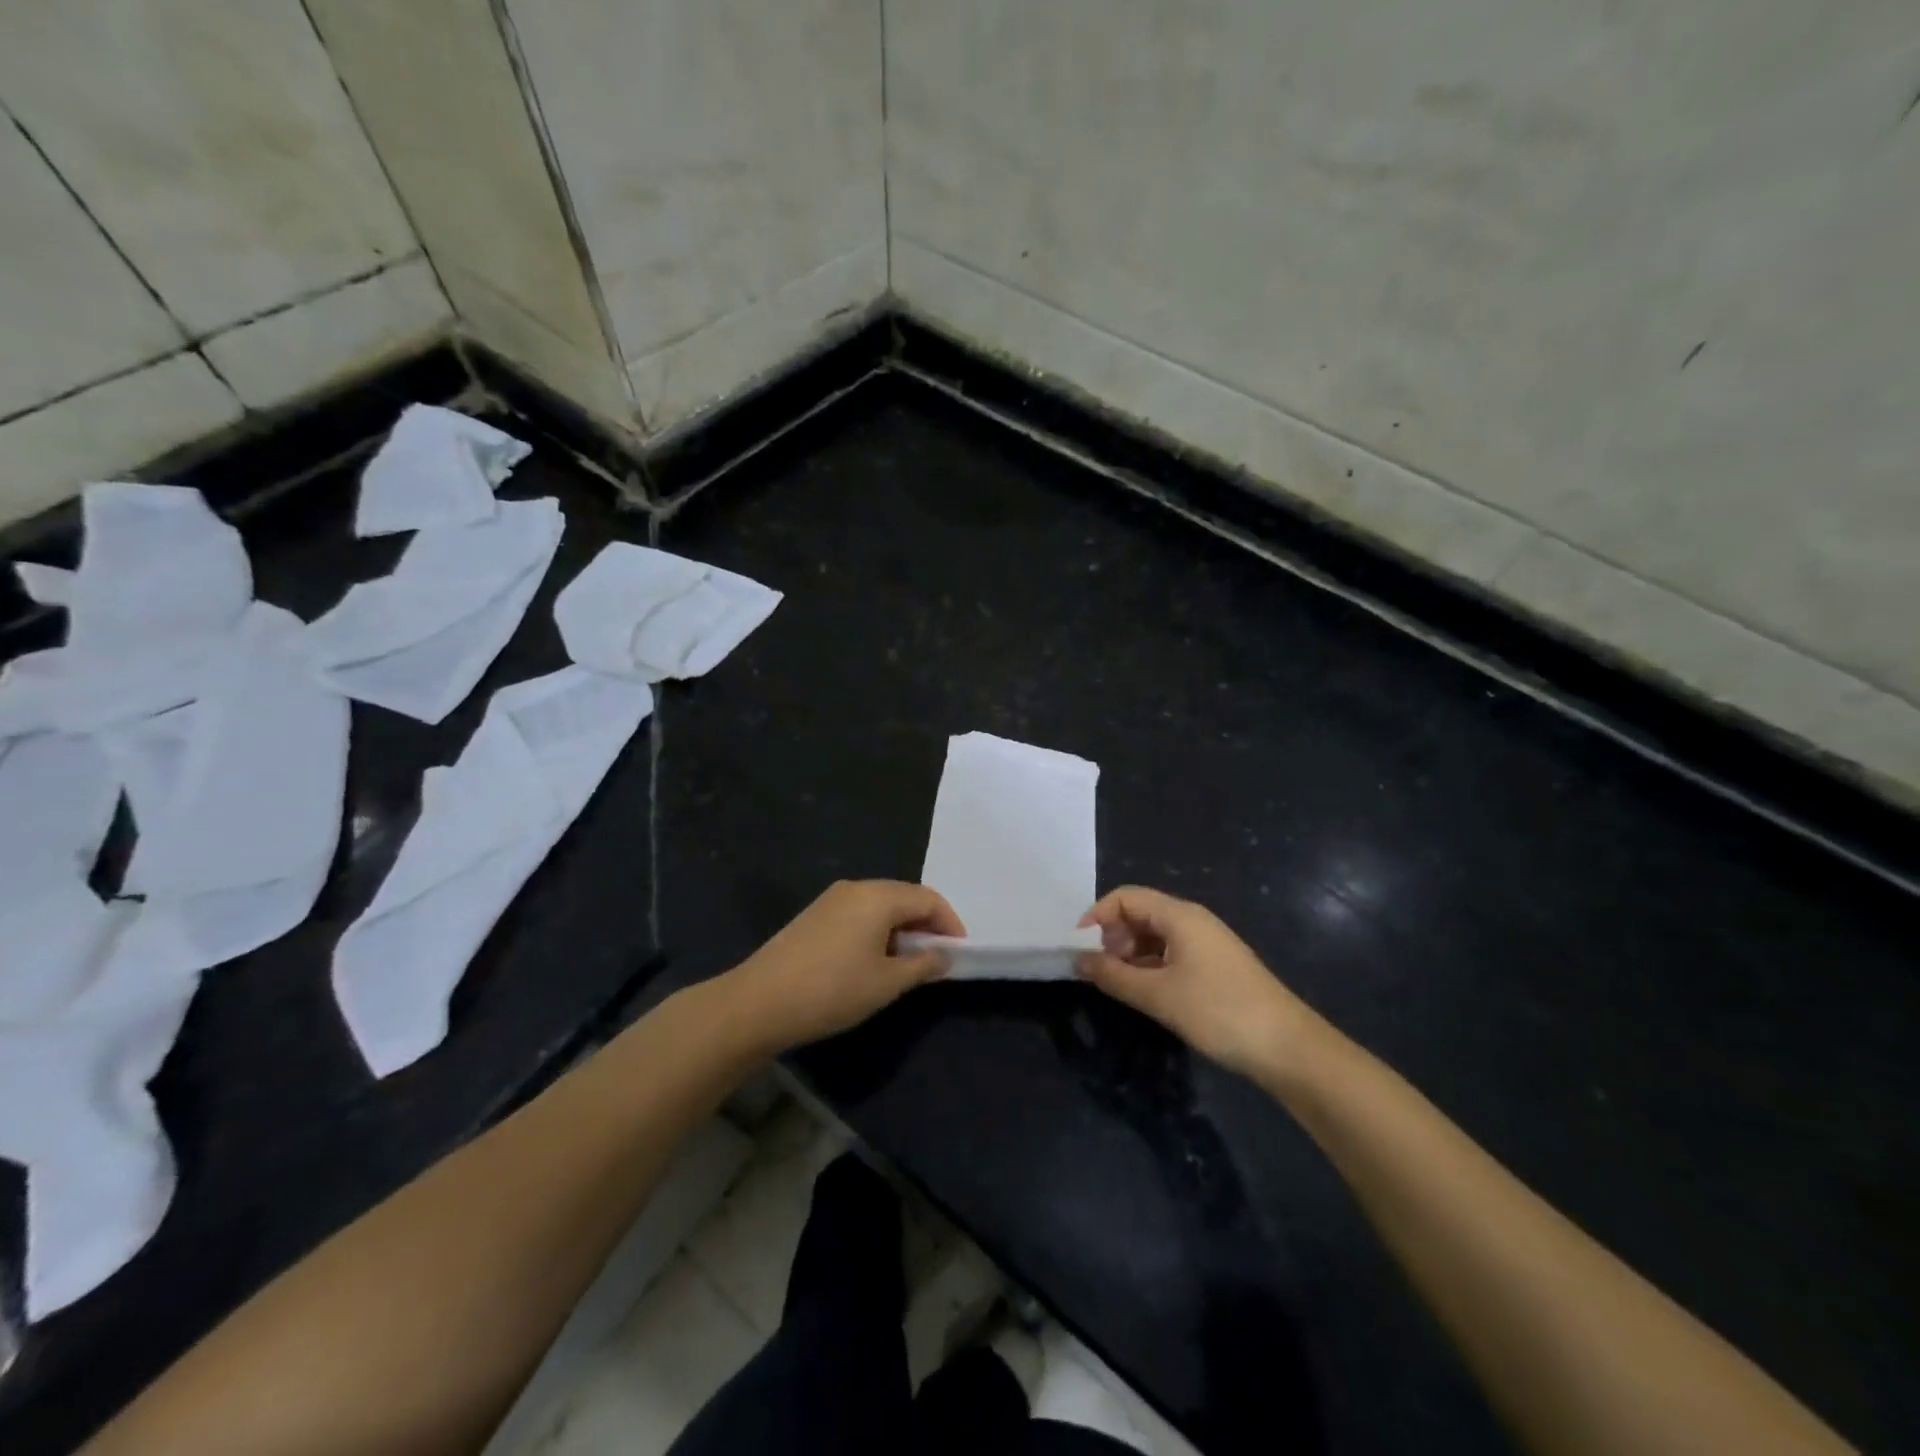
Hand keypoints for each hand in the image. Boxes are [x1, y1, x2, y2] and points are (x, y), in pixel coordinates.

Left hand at [720, 880, 963, 1053]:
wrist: (759, 1002)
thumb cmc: (832, 990)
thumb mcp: (886, 983)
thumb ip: (922, 966)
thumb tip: (943, 955)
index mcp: (878, 896)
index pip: (928, 898)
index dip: (949, 923)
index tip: (958, 952)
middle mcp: (856, 887)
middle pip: (904, 896)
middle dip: (926, 923)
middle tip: (936, 957)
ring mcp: (831, 899)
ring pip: (880, 904)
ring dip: (901, 927)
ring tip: (907, 962)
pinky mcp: (814, 915)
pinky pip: (859, 913)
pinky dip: (877, 929)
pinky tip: (873, 959)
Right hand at [1076, 886, 1320, 1079]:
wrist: (1288, 1047)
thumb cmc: (1218, 1012)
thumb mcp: (1158, 995)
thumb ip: (1114, 976)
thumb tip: (1079, 960)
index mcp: (1180, 915)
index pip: (1126, 897)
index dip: (1097, 916)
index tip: (1079, 947)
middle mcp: (1192, 920)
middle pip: (1140, 912)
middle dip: (1113, 936)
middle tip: (1101, 970)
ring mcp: (1206, 943)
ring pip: (1155, 934)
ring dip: (1131, 953)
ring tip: (1121, 984)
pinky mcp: (1215, 965)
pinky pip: (1172, 952)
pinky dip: (1151, 965)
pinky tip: (1147, 992)